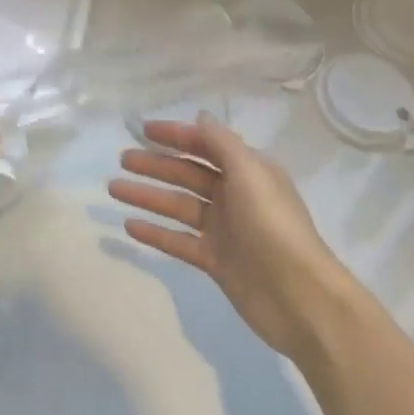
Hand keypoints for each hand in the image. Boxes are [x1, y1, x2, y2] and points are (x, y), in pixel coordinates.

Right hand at [111, 115, 348, 356]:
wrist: (299, 297)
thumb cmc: (274, 226)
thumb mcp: (250, 173)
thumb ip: (222, 144)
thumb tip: (200, 118)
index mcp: (248, 171)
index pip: (206, 145)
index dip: (176, 135)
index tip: (144, 130)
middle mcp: (235, 196)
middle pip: (188, 174)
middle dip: (156, 164)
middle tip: (122, 160)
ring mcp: (224, 230)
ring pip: (178, 206)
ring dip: (147, 195)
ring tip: (114, 188)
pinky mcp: (215, 260)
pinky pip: (178, 240)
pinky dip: (155, 232)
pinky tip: (128, 225)